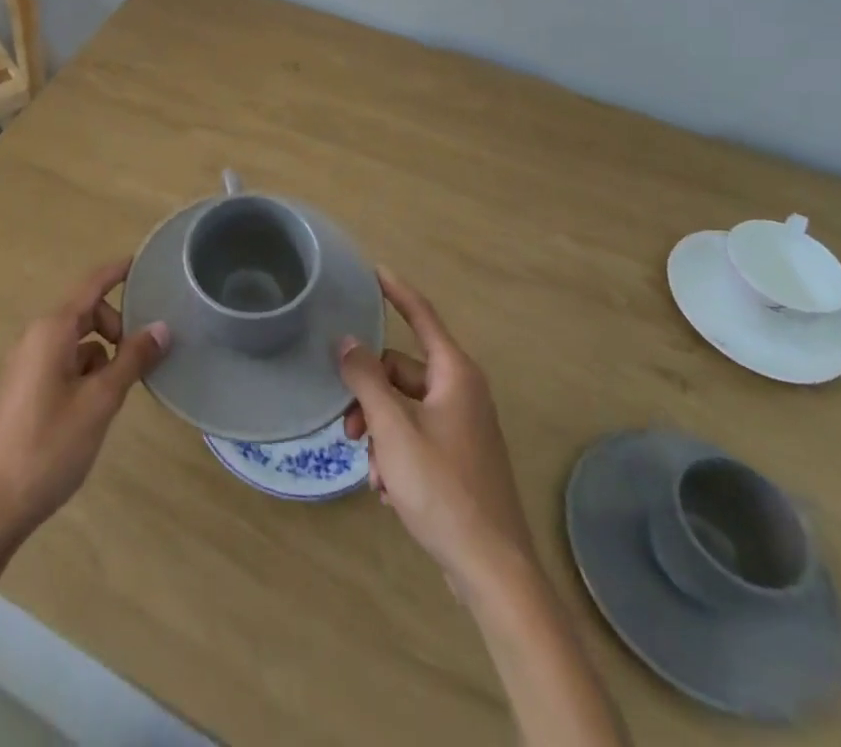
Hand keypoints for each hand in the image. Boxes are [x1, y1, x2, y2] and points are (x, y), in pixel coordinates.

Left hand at [0, 260, 169, 550]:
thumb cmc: (49, 447)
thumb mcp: (100, 401)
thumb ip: (131, 359)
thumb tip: (161, 326)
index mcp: (51, 331)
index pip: (91, 285)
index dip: (118, 271)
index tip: (145, 262)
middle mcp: (35, 337)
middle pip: (85, 312)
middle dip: (116, 325)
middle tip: (140, 357)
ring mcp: (25, 364)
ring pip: (75, 340)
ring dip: (102, 353)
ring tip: (119, 390)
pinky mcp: (23, 389)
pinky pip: (62, 362)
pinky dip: (85, 370)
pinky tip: (95, 406)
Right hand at [340, 268, 532, 583]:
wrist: (493, 570)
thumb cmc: (443, 488)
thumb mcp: (394, 429)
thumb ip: (366, 379)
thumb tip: (347, 341)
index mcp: (454, 374)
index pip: (421, 315)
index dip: (396, 290)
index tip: (373, 269)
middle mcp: (461, 392)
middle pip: (400, 371)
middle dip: (369, 396)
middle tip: (349, 429)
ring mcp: (462, 426)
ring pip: (403, 408)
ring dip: (380, 433)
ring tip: (373, 473)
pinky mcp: (459, 458)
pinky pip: (415, 436)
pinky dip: (396, 455)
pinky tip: (388, 491)